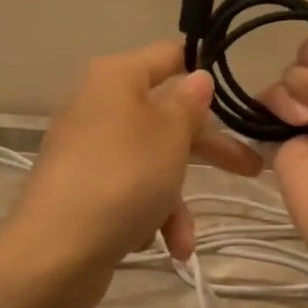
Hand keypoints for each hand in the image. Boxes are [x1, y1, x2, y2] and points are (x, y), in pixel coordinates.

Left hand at [7, 40, 262, 276]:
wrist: (56, 251)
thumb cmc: (124, 177)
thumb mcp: (170, 134)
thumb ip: (189, 104)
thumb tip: (197, 77)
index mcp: (115, 78)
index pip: (168, 56)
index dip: (203, 69)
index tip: (238, 90)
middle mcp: (97, 106)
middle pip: (165, 117)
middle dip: (208, 150)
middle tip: (251, 167)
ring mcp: (87, 150)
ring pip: (149, 164)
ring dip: (174, 203)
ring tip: (184, 242)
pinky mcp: (80, 190)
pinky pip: (127, 194)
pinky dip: (147, 218)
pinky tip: (157, 247)